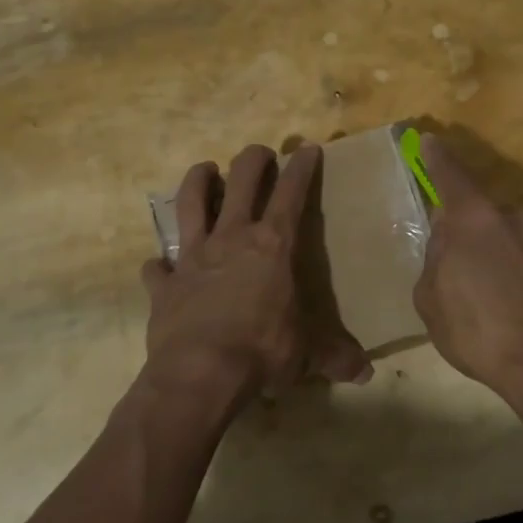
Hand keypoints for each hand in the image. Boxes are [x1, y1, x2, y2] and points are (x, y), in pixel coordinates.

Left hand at [141, 143, 369, 404]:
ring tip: (204, 170)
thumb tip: (366, 373)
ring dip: (198, 182)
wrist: (200, 374)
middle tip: (261, 154)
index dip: (302, 168)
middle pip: (241, 181)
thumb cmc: (262, 352)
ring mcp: (193, 258)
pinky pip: (156, 267)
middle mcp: (231, 239)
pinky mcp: (164, 284)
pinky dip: (157, 265)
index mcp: (272, 246)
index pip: (292, 193)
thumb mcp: (307, 354)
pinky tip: (158, 265)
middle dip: (254, 160)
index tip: (307, 148)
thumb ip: (335, 357)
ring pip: (191, 203)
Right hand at [412, 133, 522, 417]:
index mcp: (474, 217)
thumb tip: (448, 242)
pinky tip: (511, 302)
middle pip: (478, 212)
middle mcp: (513, 214)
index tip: (430, 140)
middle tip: (455, 268)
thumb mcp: (431, 298)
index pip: (450, 174)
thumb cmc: (479, 331)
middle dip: (464, 231)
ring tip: (487, 295)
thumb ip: (436, 257)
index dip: (437, 158)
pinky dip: (514, 268)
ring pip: (504, 234)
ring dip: (491, 252)